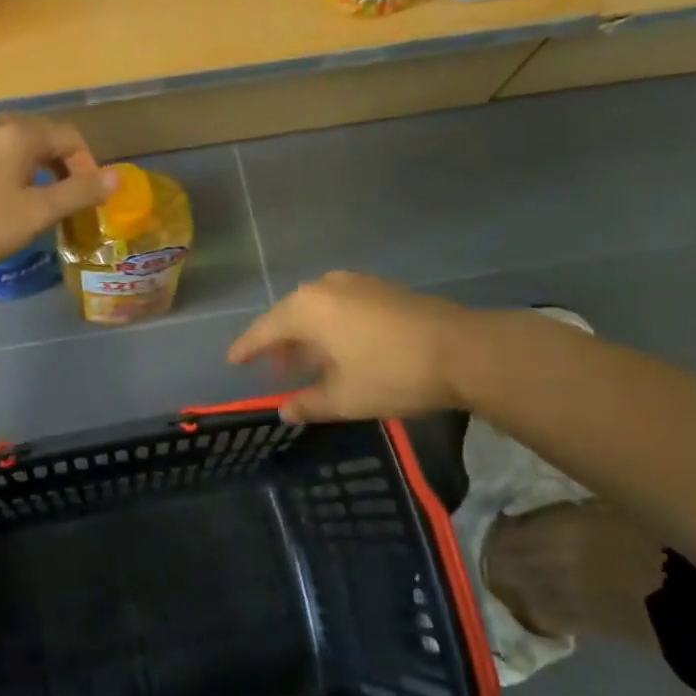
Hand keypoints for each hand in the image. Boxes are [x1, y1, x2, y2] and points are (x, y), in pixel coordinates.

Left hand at [0, 114, 117, 276]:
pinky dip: (2, 162)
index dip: (86, 162)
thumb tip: (117, 177)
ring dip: (31, 160)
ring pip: (10, 139)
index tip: (88, 192)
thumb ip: (80, 192)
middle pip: (39, 132)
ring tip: (34, 191)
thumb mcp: (39, 213)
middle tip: (65, 191)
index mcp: (18, 134)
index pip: (67, 136)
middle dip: (59, 159)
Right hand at [228, 272, 471, 422]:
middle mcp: (325, 287)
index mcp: (306, 309)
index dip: (246, 348)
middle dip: (279, 344)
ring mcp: (356, 284)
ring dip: (307, 336)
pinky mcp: (382, 289)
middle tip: (272, 370)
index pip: (263, 330)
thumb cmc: (392, 374)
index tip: (232, 361)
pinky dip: (331, 328)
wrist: (464, 350)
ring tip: (306, 364)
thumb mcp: (344, 398)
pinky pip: (341, 307)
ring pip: (317, 310)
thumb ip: (307, 403)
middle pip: (289, 316)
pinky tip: (340, 350)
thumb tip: (284, 411)